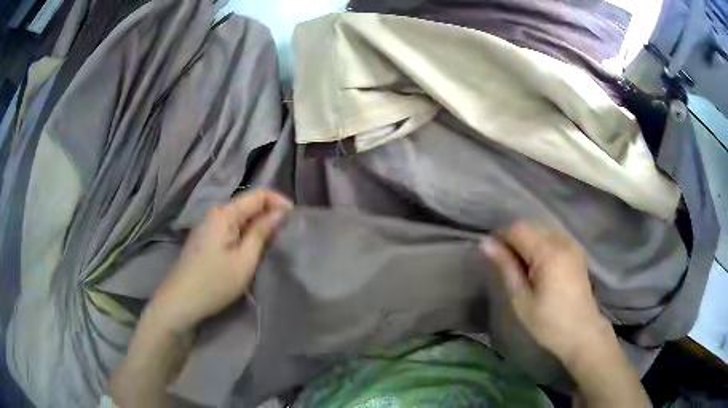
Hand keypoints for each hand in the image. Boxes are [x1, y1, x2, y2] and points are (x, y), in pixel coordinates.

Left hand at [147, 190, 292, 333]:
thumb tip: (280, 213)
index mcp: (224, 213)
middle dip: (270, 217)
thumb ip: (262, 233)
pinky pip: (231, 230)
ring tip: (274, 245)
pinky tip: (252, 252)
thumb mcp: (244, 260)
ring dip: (259, 228)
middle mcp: (215, 213)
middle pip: (249, 206)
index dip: (280, 203)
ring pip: (240, 219)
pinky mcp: (206, 240)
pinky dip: (246, 236)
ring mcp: (208, 227)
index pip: (259, 195)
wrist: (180, 302)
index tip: (296, 221)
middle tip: (288, 237)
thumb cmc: (214, 283)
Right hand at [480, 221, 609, 365]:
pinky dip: (541, 246)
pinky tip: (540, 268)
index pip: (517, 229)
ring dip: (528, 243)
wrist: (583, 334)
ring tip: (523, 269)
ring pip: (541, 231)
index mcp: (548, 253)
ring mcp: (572, 245)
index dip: (500, 238)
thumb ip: (506, 268)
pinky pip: (553, 238)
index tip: (492, 257)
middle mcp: (562, 242)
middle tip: (507, 267)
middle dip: (514, 240)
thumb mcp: (521, 300)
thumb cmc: (549, 323)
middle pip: (530, 226)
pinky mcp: (577, 252)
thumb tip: (486, 244)